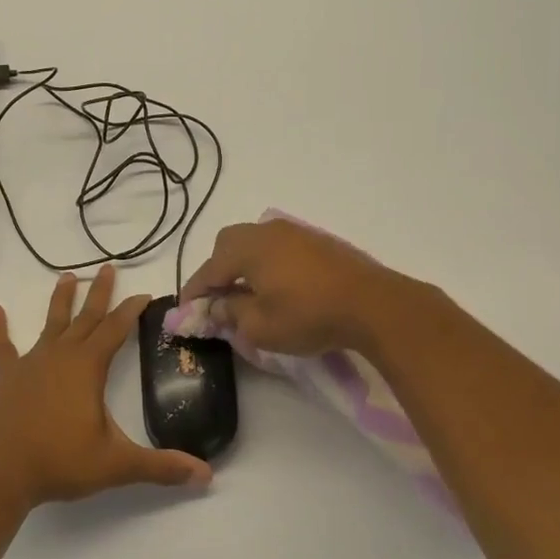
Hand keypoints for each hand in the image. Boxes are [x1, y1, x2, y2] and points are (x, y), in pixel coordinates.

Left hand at [0, 266, 212, 507]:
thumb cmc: (59, 462)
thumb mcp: (116, 465)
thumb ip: (160, 467)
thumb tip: (206, 475)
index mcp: (88, 367)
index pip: (116, 329)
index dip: (131, 310)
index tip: (143, 294)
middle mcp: (60, 355)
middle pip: (85, 317)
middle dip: (100, 293)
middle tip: (108, 268)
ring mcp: (29, 363)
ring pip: (50, 324)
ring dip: (60, 300)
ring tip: (68, 276)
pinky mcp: (4, 376)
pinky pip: (1, 346)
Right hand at [178, 218, 430, 356]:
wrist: (373, 304)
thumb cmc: (308, 316)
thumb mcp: (261, 326)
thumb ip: (231, 313)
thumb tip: (217, 305)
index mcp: (247, 248)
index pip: (209, 269)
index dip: (195, 291)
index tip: (186, 310)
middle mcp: (267, 231)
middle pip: (228, 245)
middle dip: (218, 270)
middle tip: (219, 298)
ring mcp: (295, 233)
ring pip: (255, 243)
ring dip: (243, 265)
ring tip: (248, 294)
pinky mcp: (317, 241)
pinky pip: (278, 247)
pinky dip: (267, 263)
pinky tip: (277, 286)